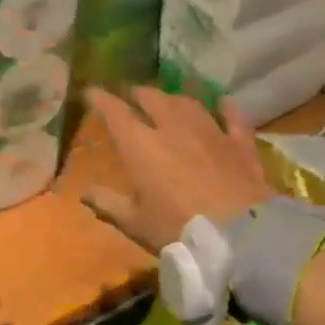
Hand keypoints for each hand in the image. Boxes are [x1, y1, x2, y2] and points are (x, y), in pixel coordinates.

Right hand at [81, 86, 274, 254]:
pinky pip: (232, 117)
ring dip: (173, 98)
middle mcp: (172, 127)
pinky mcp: (239, 143)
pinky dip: (225, 108)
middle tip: (130, 96)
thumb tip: (84, 192)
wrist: (240, 234)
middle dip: (137, 94)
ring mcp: (209, 131)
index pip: (114, 112)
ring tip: (167, 100)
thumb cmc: (177, 228)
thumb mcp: (135, 223)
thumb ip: (108, 203)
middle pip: (151, 98)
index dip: (100, 99)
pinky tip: (223, 102)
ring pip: (187, 103)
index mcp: (140, 145)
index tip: (90, 91)